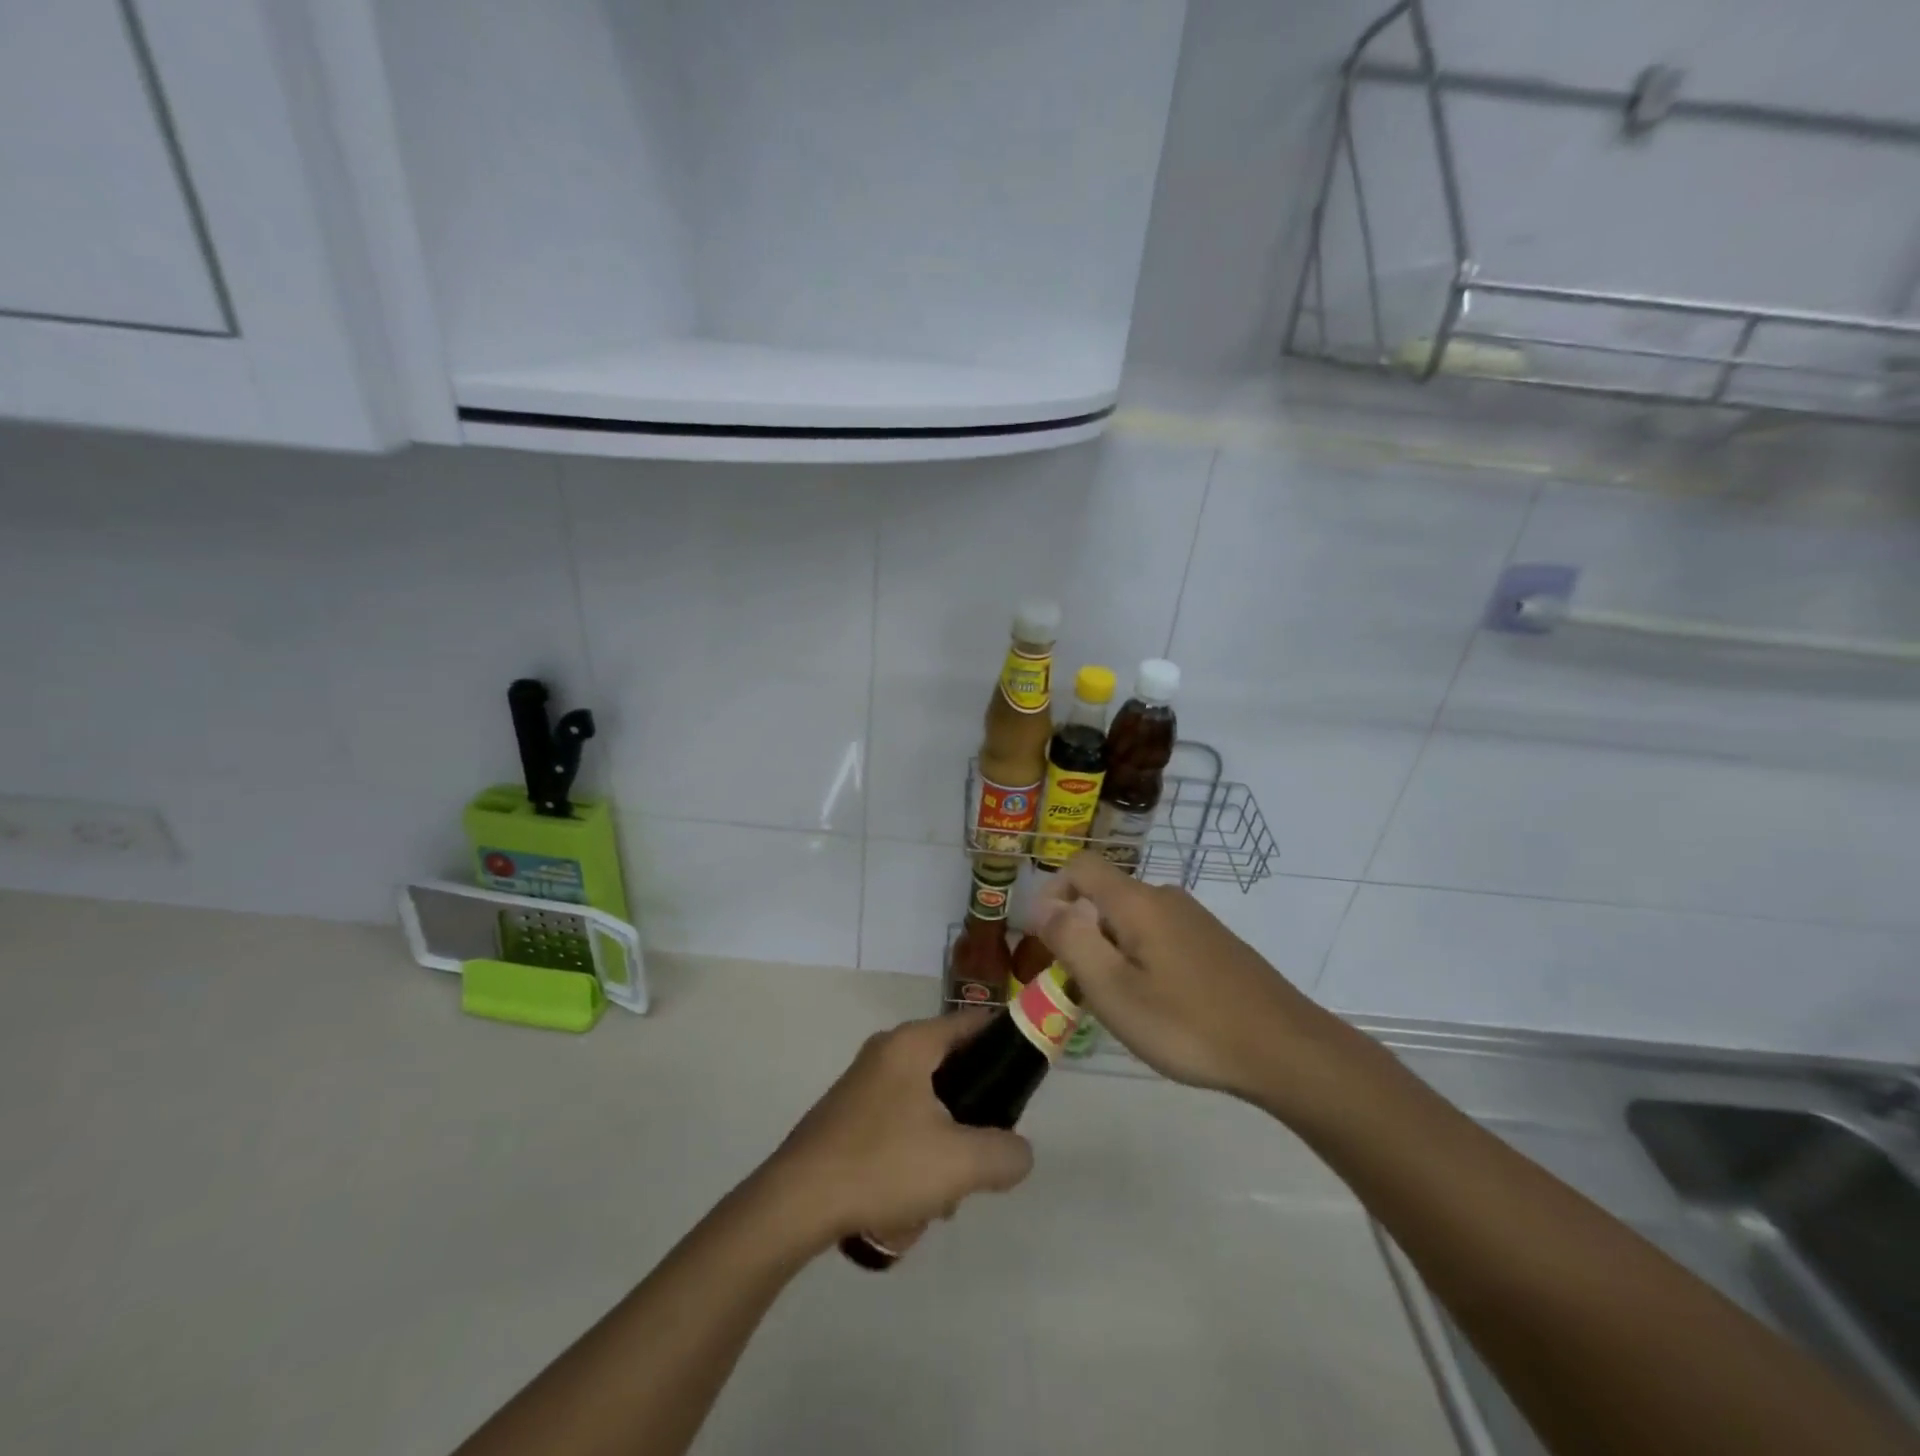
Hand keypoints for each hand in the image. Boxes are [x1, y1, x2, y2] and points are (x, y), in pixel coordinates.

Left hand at [764, 1011, 1033, 1251]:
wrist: (795, 1204)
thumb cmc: (882, 1165)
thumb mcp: (959, 1163)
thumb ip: (1006, 1154)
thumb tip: (1019, 1152)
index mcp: (912, 1043)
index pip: (974, 1023)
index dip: (1007, 1044)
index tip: (1027, 1080)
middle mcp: (887, 1052)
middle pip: (952, 1072)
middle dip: (970, 1121)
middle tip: (977, 1159)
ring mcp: (863, 1085)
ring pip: (926, 1109)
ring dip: (940, 1153)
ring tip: (936, 1200)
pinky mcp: (847, 1117)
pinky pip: (898, 1129)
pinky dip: (911, 1163)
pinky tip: (905, 1207)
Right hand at [1032, 855, 1340, 1105]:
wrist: (1285, 1050)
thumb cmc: (1189, 1024)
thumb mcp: (1114, 990)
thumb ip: (1072, 941)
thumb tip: (1044, 904)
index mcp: (1138, 902)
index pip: (1081, 867)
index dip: (1052, 891)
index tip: (1042, 939)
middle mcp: (1166, 898)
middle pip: (1105, 897)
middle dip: (1081, 933)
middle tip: (1079, 988)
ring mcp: (1195, 920)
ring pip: (1133, 921)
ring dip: (1110, 951)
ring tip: (1117, 1004)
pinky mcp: (1215, 944)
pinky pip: (1160, 937)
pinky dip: (1141, 960)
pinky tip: (1158, 1006)